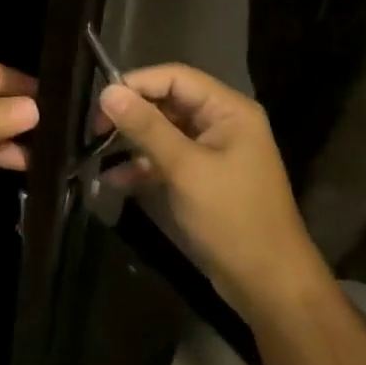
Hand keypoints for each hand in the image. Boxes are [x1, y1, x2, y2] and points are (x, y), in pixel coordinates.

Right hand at [98, 64, 331, 326]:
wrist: (269, 286)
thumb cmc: (232, 218)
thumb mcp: (184, 169)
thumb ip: (145, 127)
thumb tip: (107, 91)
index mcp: (228, 110)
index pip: (174, 77)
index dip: (136, 84)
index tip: (101, 104)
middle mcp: (221, 123)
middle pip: (166, 101)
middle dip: (130, 114)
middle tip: (95, 131)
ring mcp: (212, 152)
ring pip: (162, 131)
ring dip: (131, 141)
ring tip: (97, 152)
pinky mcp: (202, 178)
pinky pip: (166, 158)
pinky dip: (141, 166)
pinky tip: (114, 180)